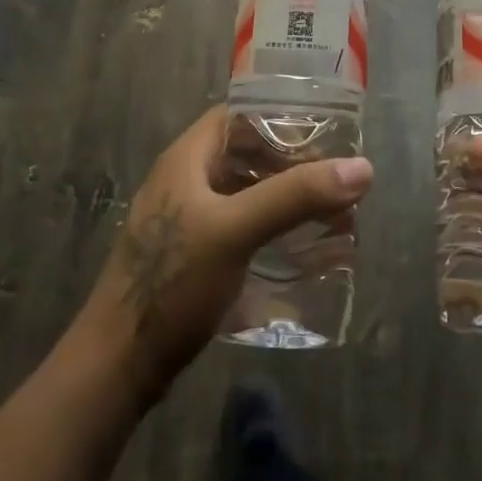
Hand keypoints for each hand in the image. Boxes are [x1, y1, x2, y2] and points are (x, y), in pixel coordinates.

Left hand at [76, 106, 372, 403]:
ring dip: (285, 200)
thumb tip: (362, 168)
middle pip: (245, 156)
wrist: (119, 363)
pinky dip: (271, 230)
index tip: (324, 134)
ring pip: (245, 194)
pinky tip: (299, 250)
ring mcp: (186, 221)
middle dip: (291, 165)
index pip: (236, 116)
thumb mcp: (235, 231)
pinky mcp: (192, 257)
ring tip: (331, 216)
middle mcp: (184, 182)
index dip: (278, 118)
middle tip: (336, 180)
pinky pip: (240, 228)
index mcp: (186, 160)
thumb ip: (295, 196)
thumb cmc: (172, 282)